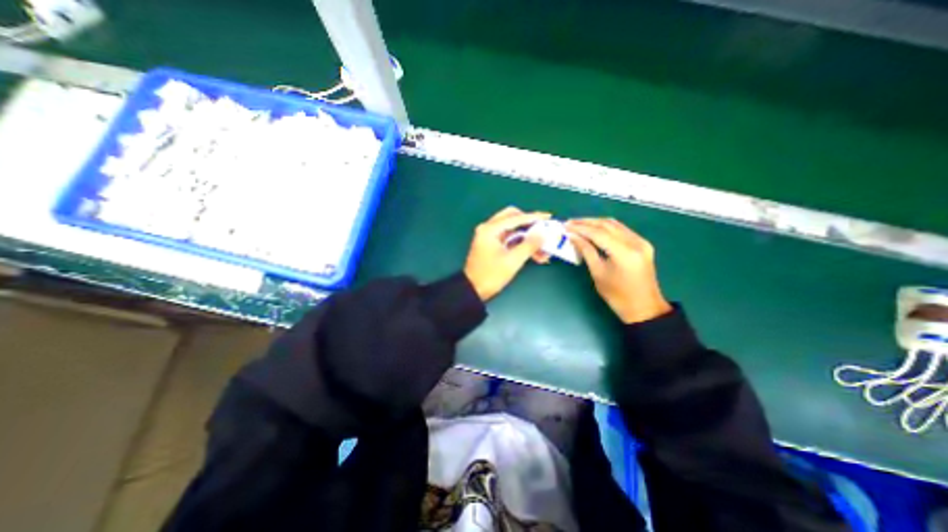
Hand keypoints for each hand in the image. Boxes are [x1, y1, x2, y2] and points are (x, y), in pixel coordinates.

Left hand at [465, 206, 553, 301]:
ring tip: (542, 248)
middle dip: (529, 223)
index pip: (515, 218)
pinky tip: (534, 254)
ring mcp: (489, 236)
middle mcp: (488, 229)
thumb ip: (529, 245)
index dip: (534, 217)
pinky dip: (521, 243)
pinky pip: (509, 238)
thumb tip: (543, 233)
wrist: (473, 291)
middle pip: (512, 218)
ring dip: (527, 237)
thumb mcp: (512, 261)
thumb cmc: (491, 275)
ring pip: (512, 229)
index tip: (548, 217)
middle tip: (543, 229)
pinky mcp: (491, 245)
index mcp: (490, 229)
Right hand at [566, 216, 668, 323]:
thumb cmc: (617, 296)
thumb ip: (586, 251)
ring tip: (579, 224)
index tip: (566, 226)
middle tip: (570, 223)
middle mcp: (635, 242)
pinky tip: (594, 230)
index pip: (599, 233)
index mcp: (624, 253)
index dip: (580, 228)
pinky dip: (606, 228)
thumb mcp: (598, 273)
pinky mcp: (642, 244)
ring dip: (596, 223)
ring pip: (615, 224)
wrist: (644, 308)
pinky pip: (621, 230)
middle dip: (586, 222)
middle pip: (607, 225)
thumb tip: (573, 237)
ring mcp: (641, 242)